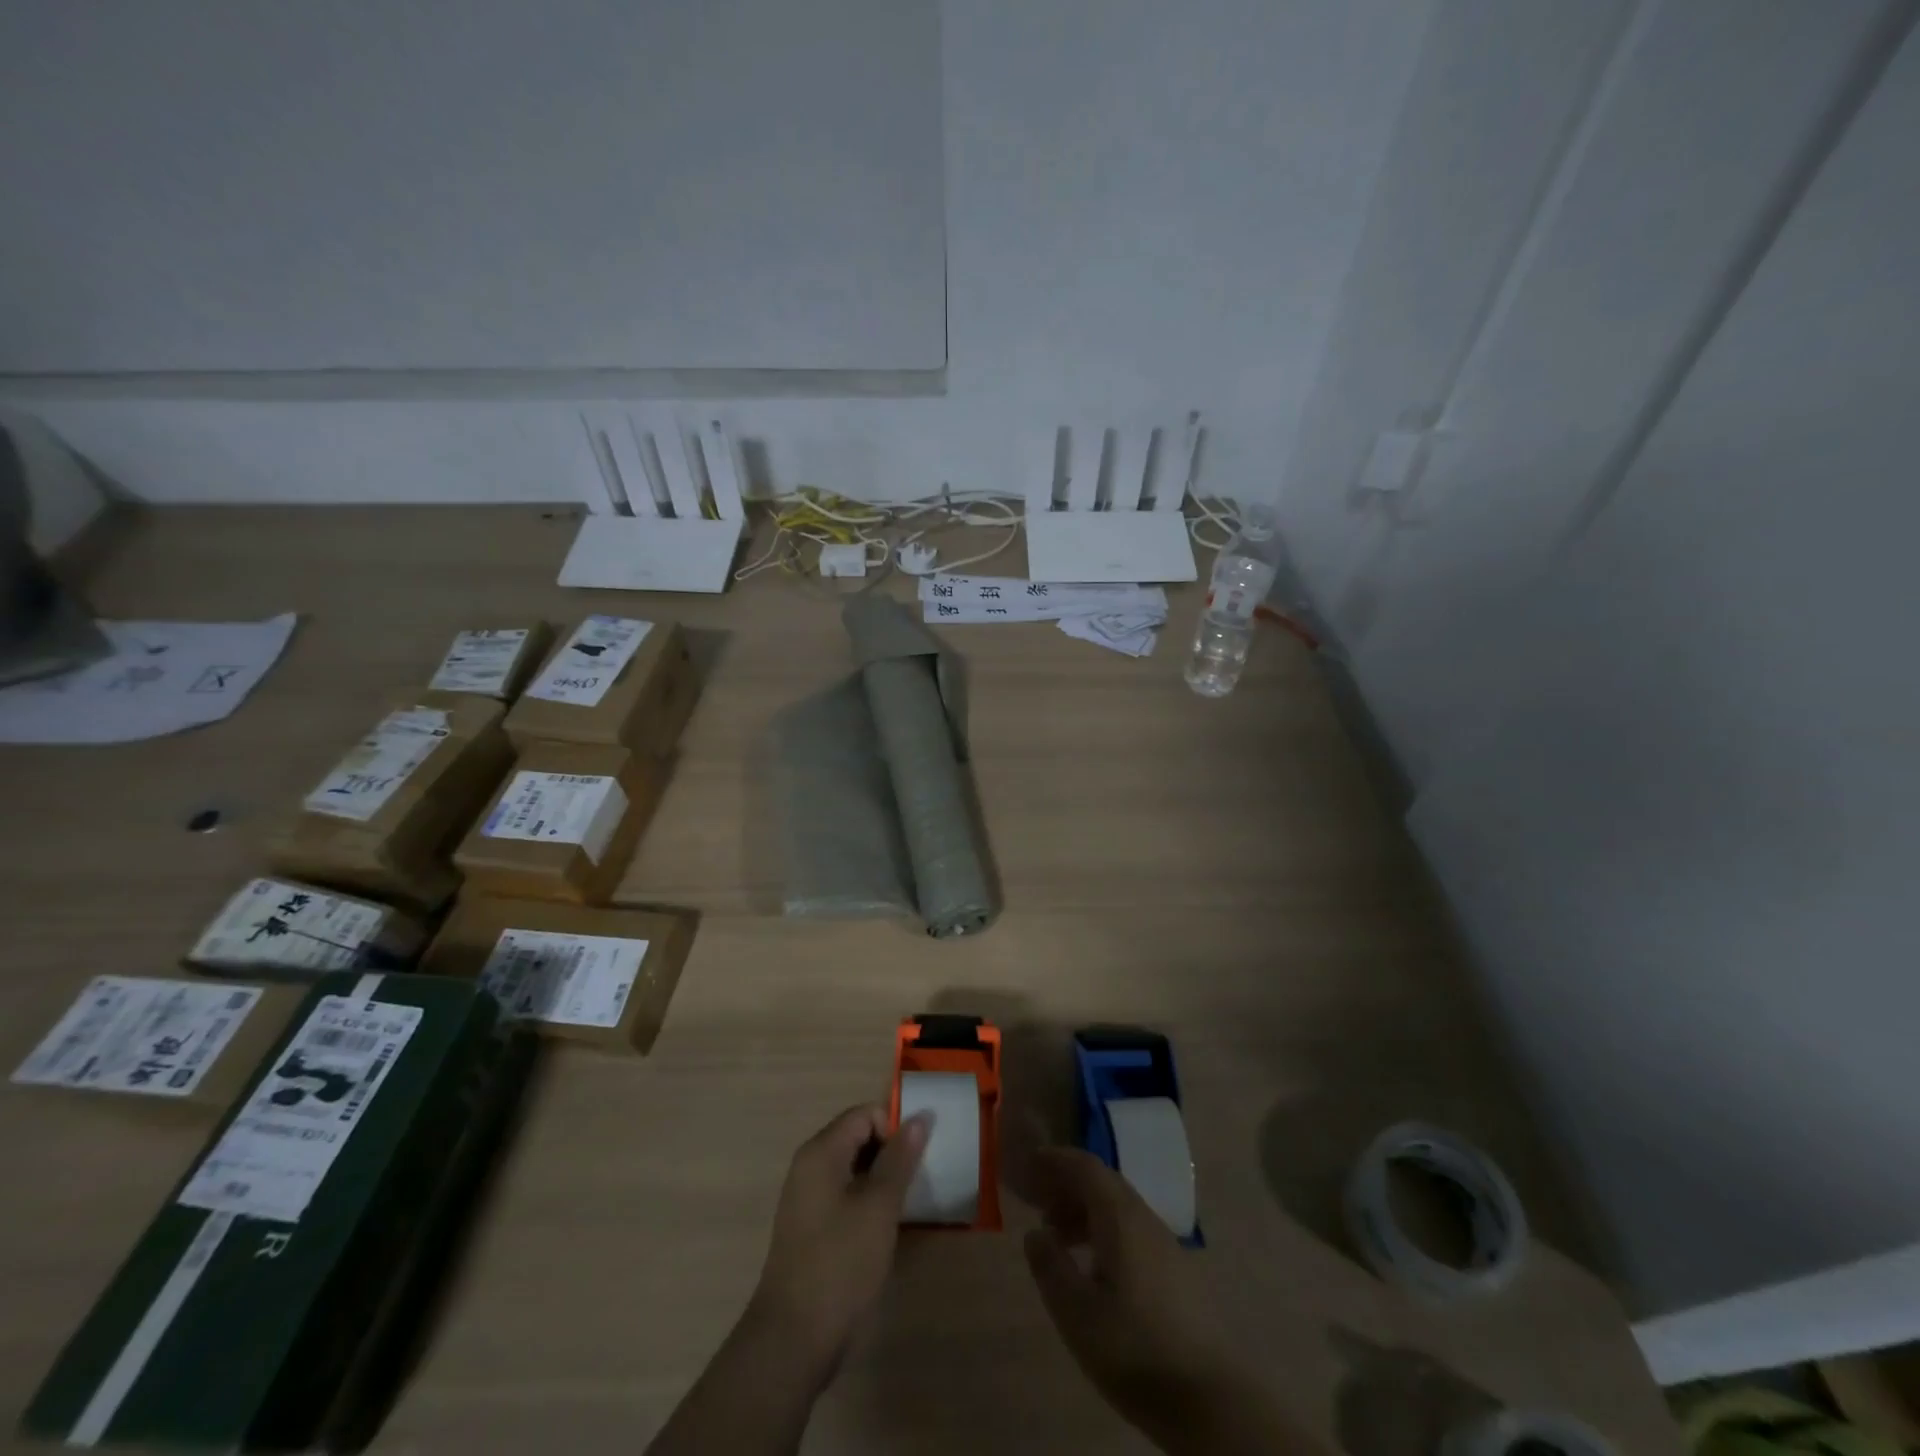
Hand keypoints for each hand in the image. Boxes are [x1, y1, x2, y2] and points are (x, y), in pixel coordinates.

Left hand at [745, 1104, 929, 1385]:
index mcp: (821, 1152)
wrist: (793, 1339)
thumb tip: (920, 1116)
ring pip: (853, 1168)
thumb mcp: (879, 1207)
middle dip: (891, 1152)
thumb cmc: (840, 1263)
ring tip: (908, 1204)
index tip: (919, 1159)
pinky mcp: (811, 1227)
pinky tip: (886, 1227)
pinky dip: (867, 1201)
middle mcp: (809, 1166)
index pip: (865, 1114)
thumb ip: (900, 1158)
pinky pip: (845, 1195)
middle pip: (858, 1137)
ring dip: (882, 1178)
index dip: (895, 1128)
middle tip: (918, 1180)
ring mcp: (807, 1198)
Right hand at [1024, 1148, 1303, 1455]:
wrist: (1211, 1400)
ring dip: (1085, 1210)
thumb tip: (1035, 1233)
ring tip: (1059, 1238)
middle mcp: (1144, 1219)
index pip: (1085, 1166)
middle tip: (1037, 1204)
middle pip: (1103, 1182)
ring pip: (1118, 1207)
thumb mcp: (1077, 1314)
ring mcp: (1165, 1244)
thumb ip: (1051, 1267)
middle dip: (1068, 1184)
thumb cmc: (1135, 1351)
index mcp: (1120, 1217)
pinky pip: (1132, 1230)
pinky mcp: (1177, 1271)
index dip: (1055, 1160)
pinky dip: (1104, 1231)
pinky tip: (1094, 1268)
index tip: (1029, 1164)